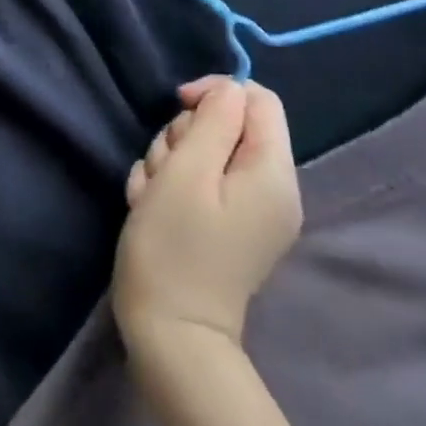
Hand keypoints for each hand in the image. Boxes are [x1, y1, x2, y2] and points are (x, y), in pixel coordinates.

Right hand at [113, 78, 302, 358]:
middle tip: (165, 168)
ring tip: (153, 194)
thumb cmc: (175, 246)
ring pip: (204, 150)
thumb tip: (229, 90)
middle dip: (185, 134)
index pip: (258, 99)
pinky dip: (171, 184)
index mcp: (273, 173)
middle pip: (226, 124)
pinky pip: (199, 180)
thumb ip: (213, 120)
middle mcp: (272, 189)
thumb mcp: (188, 171)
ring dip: (170, 161)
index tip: (179, 106)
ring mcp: (250, 210)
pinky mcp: (227, 225)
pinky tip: (152, 207)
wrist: (170, 335)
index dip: (217, 92)